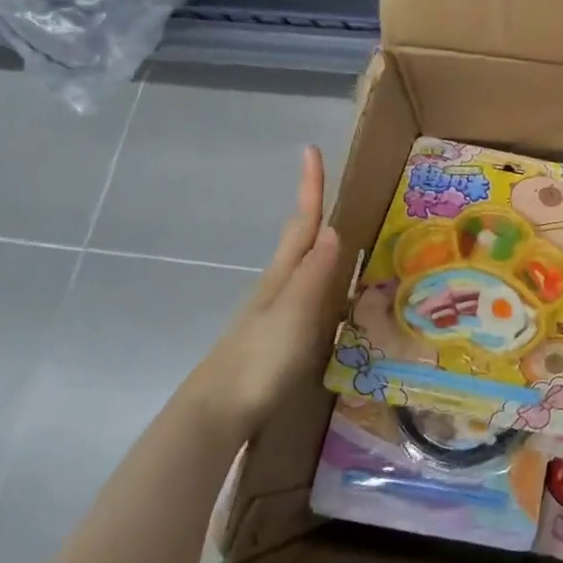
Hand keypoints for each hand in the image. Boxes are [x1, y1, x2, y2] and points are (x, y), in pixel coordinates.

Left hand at [183, 147, 341, 443]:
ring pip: (304, 269)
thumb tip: (335, 228)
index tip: (310, 150)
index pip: (303, 222)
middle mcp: (279, 287)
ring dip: (321, 247)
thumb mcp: (294, 312)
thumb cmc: (259, 359)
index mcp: (283, 276)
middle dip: (315, 211)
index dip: (309, 187)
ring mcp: (276, 314)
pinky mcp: (279, 339)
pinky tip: (336, 299)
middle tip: (335, 189)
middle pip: (301, 240)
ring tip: (345, 238)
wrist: (217, 413)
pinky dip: (325, 284)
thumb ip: (315, 274)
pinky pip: (309, 297)